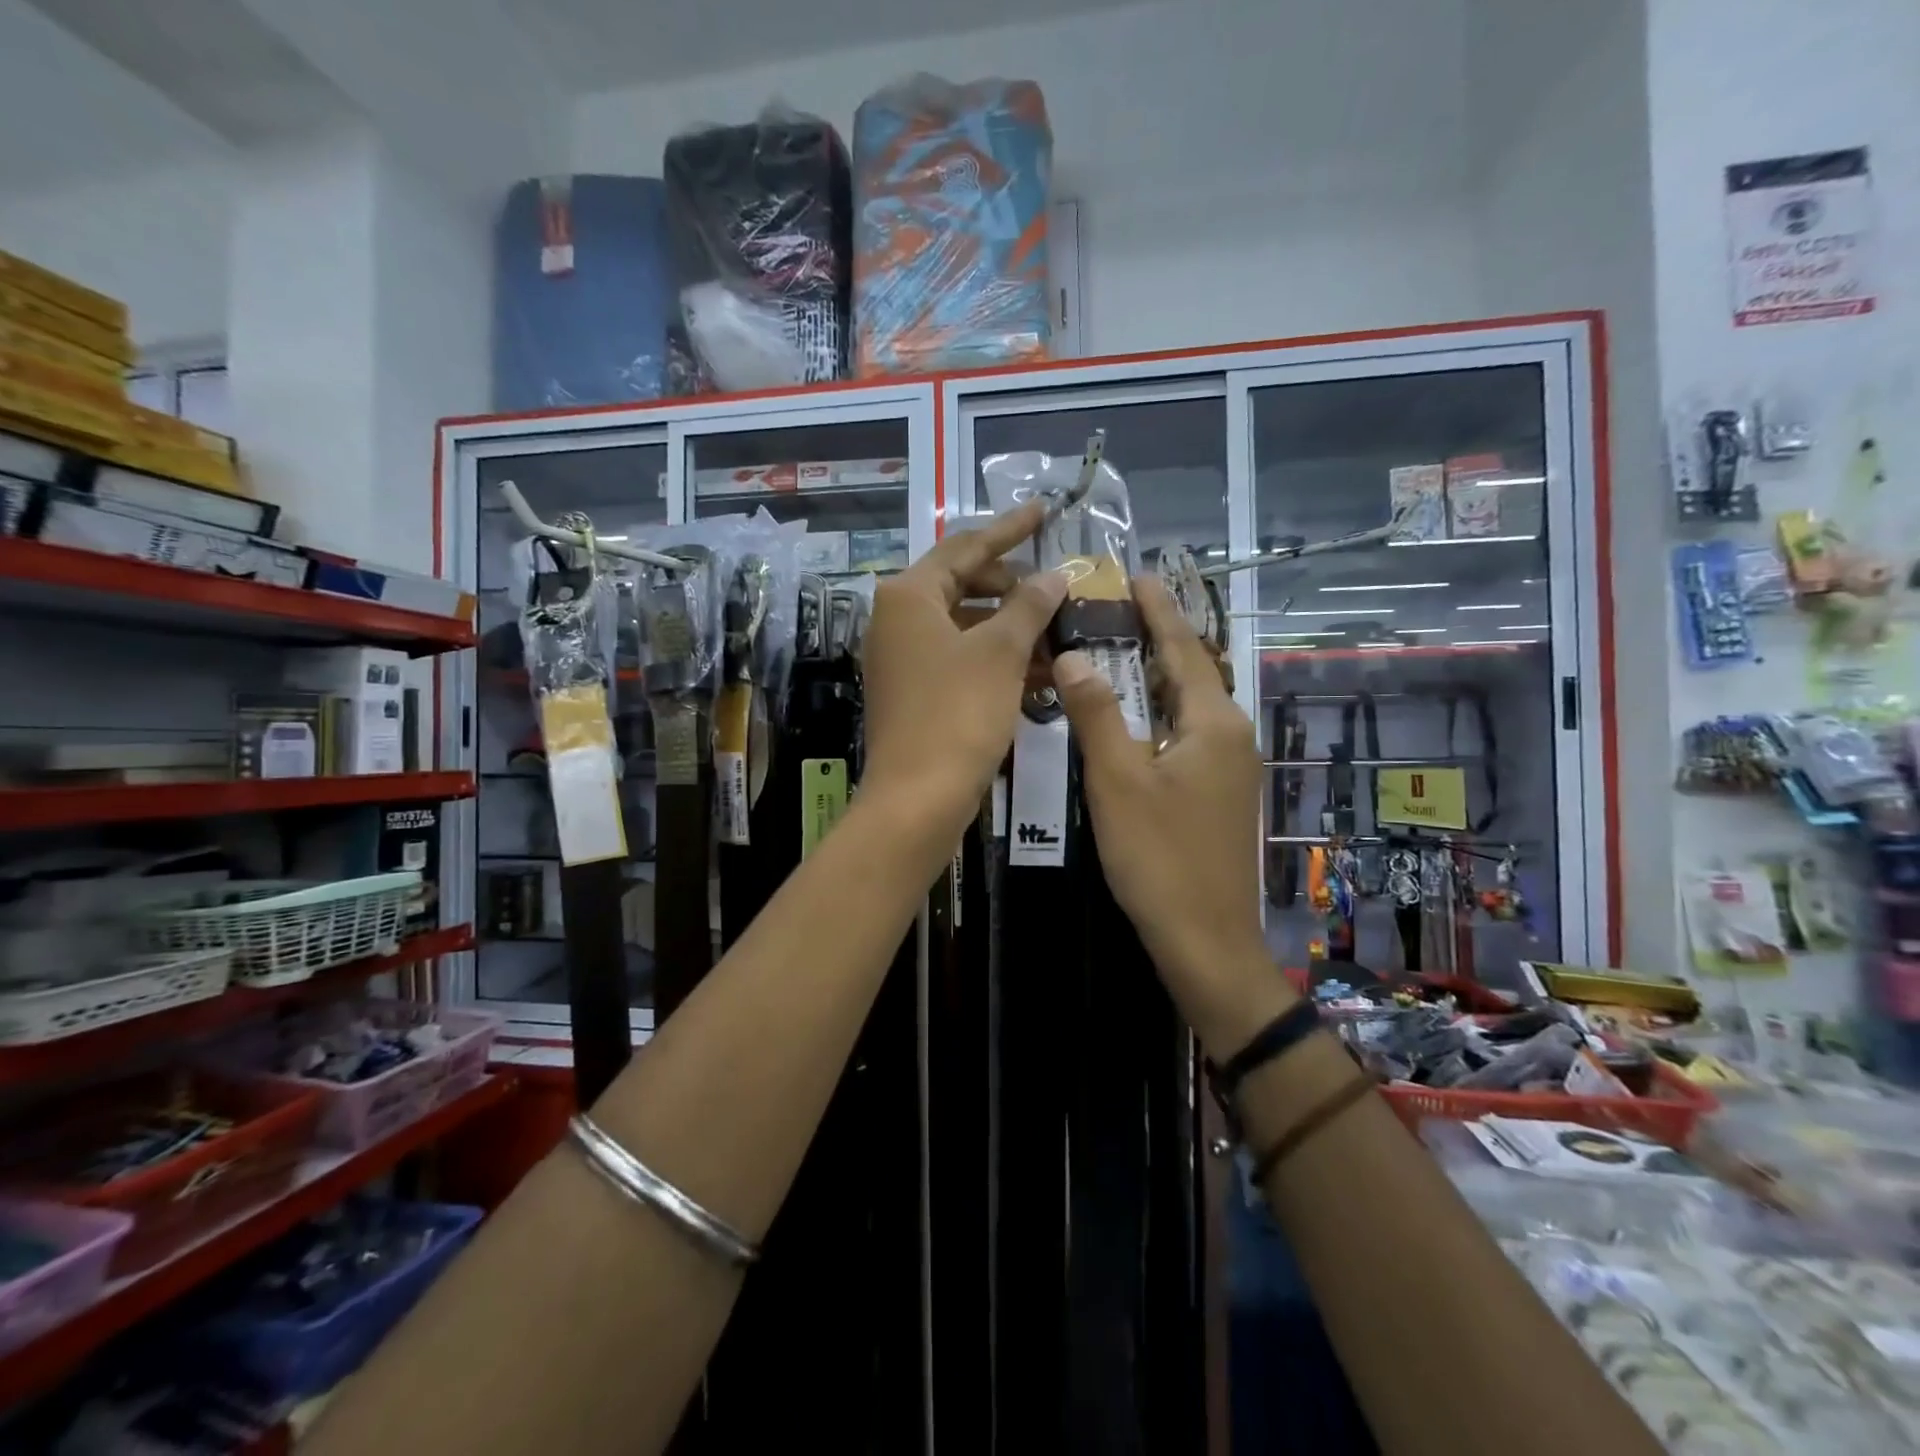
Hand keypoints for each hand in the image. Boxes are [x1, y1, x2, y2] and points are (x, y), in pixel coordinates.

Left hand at [861, 502, 1066, 836]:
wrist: (917, 800)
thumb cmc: (957, 715)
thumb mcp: (1001, 653)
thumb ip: (1029, 606)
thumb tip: (1052, 575)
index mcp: (909, 595)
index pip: (967, 546)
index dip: (1010, 528)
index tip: (1044, 509)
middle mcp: (898, 620)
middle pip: (963, 584)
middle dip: (1013, 585)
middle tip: (1056, 589)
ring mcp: (903, 659)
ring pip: (966, 626)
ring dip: (1011, 627)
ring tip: (1059, 633)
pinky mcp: (914, 693)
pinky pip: (961, 660)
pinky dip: (997, 660)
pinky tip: (1039, 673)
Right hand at [1052, 579, 1284, 1049]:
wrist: (1206, 940)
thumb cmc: (1160, 857)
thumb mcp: (1117, 781)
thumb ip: (1096, 714)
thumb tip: (1073, 656)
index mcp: (1213, 722)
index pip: (1184, 647)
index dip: (1158, 610)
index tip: (1136, 575)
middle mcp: (1231, 736)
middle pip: (1190, 673)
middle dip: (1154, 639)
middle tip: (1110, 611)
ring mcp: (1229, 768)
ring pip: (1187, 707)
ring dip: (1154, 678)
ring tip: (1113, 653)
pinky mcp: (1218, 794)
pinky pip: (1186, 735)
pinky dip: (1156, 715)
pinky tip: (1129, 720)